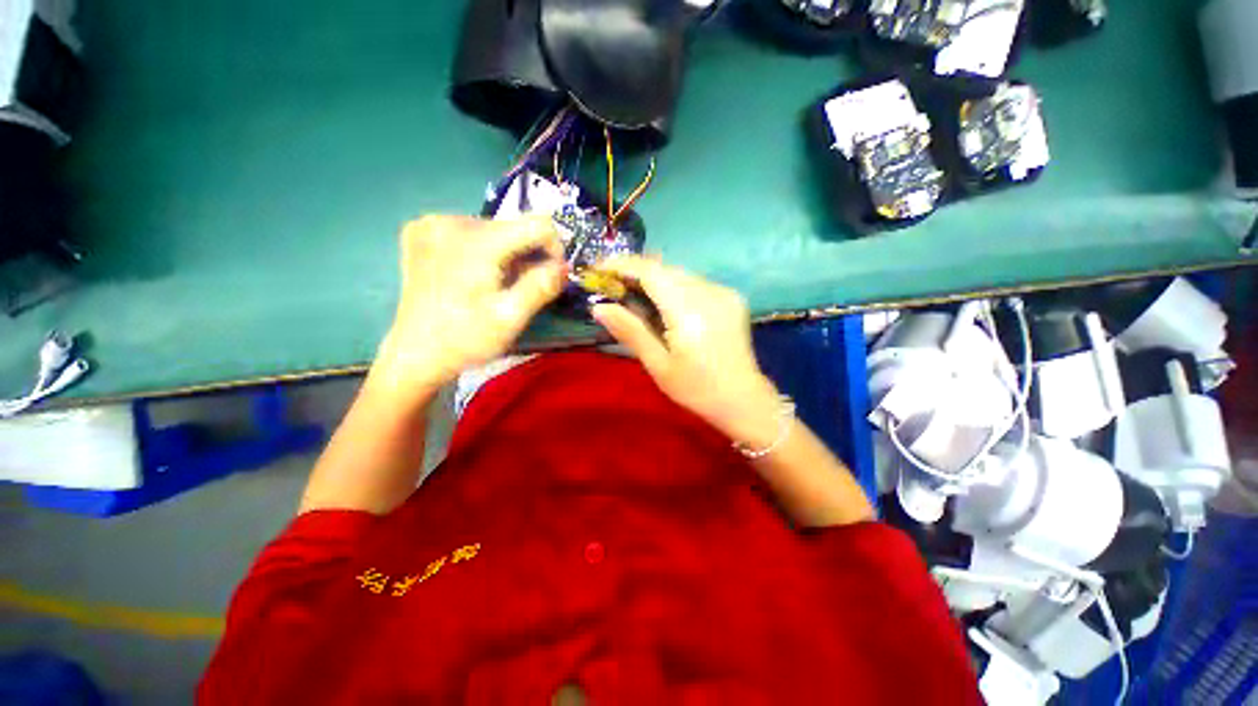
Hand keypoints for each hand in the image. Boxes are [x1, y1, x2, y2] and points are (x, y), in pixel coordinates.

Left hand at [370, 215, 564, 397]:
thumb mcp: (511, 318)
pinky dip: (482, 251)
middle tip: (516, 289)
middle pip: (514, 227)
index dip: (554, 249)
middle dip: (526, 257)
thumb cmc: (466, 339)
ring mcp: (431, 223)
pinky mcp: (421, 231)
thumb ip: (540, 287)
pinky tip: (471, 275)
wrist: (416, 353)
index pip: (538, 224)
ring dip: (505, 255)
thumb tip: (564, 266)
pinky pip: (471, 232)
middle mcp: (451, 220)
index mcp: (476, 242)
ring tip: (493, 285)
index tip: (549, 276)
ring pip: (494, 229)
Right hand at [591, 257, 782, 445]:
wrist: (742, 398)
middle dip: (635, 272)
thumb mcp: (658, 365)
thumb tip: (599, 307)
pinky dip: (674, 287)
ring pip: (680, 273)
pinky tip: (666, 304)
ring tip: (635, 296)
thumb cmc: (696, 389)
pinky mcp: (731, 297)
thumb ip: (630, 331)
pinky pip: (695, 282)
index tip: (599, 269)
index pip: (651, 272)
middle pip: (665, 269)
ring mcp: (724, 292)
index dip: (622, 265)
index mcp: (688, 311)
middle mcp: (709, 293)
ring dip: (655, 279)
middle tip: (613, 287)